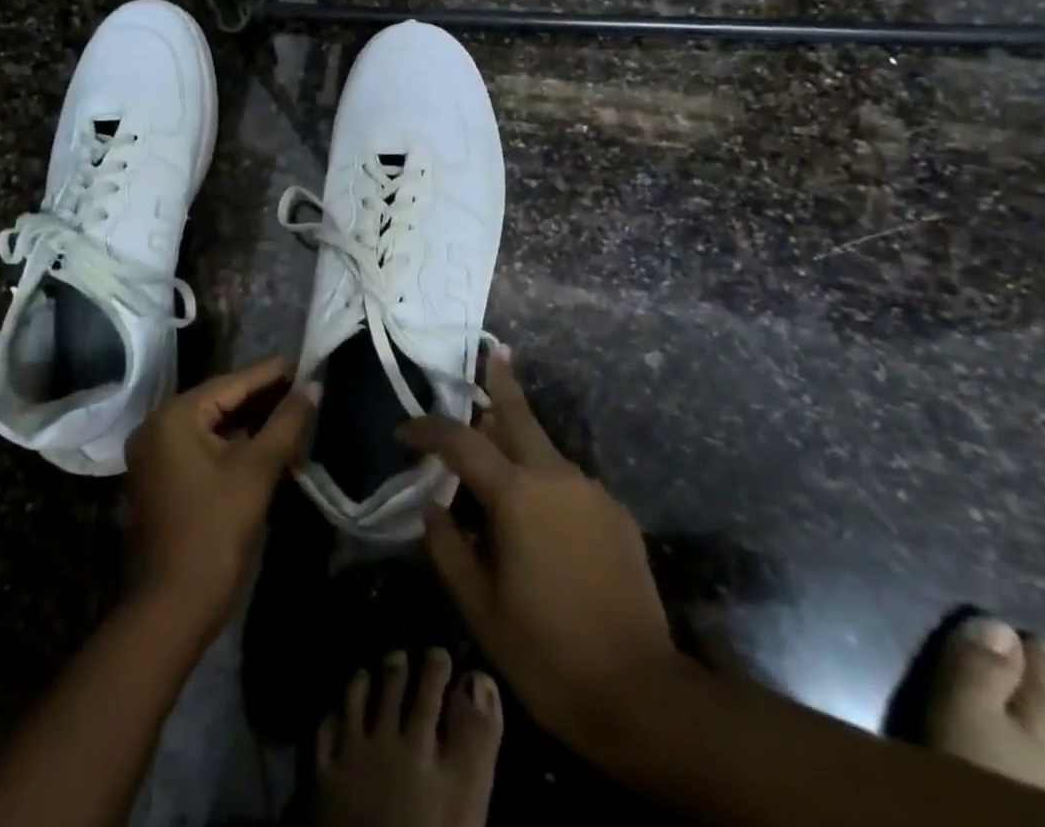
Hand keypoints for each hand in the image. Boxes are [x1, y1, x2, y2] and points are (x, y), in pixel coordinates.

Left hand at [125, 356, 316, 638]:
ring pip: (213, 424)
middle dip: (264, 397)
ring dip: (251, 421)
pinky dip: (234, 442)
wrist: (171, 609)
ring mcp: (155, 453)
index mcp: (175, 415)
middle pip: (221, 400)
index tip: (306, 363)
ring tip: (293, 412)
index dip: (273, 374)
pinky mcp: (161, 477)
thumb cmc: (215, 532)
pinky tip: (266, 443)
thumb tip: (314, 386)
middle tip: (305, 389)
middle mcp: (157, 425)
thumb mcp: (258, 471)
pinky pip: (203, 445)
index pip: (233, 383)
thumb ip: (287, 422)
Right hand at [397, 349, 679, 753]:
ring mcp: (592, 493)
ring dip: (519, 440)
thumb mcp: (480, 607)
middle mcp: (557, 477)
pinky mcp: (617, 515)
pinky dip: (545, 480)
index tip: (403, 431)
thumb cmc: (546, 652)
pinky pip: (569, 483)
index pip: (461, 443)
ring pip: (545, 450)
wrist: (641, 693)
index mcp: (517, 495)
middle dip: (501, 382)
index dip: (428, 431)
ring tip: (497, 445)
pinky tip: (539, 512)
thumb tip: (432, 507)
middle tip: (493, 351)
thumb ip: (449, 548)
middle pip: (520, 415)